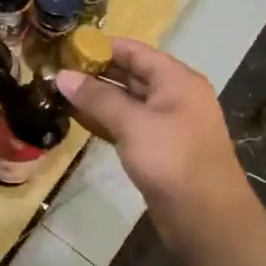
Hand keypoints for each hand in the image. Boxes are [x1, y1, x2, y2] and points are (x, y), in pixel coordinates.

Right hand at [55, 39, 252, 251]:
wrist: (207, 220)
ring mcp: (169, 123)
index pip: (134, 51)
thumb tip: (62, 76)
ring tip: (61, 93)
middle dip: (96, 72)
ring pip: (129, 101)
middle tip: (57, 71)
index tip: (65, 47)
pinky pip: (130, 124)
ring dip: (98, 97)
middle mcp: (175, 95)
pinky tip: (81, 120)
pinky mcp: (161, 149)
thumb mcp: (133, 123)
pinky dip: (107, 119)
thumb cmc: (173, 160)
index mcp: (177, 80)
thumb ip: (97, 97)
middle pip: (131, 73)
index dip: (100, 46)